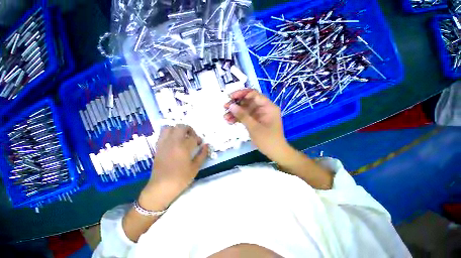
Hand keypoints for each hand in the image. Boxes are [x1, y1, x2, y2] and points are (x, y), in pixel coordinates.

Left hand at [140, 125, 208, 209]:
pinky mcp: (157, 147)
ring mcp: (163, 144)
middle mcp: (173, 142)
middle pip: (181, 127)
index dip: (198, 139)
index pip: (193, 137)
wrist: (161, 188)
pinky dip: (169, 134)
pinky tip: (174, 141)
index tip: (200, 143)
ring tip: (182, 136)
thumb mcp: (195, 168)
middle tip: (192, 137)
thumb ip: (202, 154)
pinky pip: (162, 134)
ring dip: (177, 129)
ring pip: (169, 127)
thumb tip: (206, 145)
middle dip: (189, 130)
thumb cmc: (180, 178)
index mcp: (183, 147)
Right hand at [224, 89, 290, 161]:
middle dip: (236, 104)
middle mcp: (263, 108)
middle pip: (248, 101)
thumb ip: (242, 115)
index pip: (254, 94)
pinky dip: (238, 118)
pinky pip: (245, 116)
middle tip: (225, 107)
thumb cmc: (268, 140)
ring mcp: (259, 115)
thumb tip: (231, 105)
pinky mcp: (255, 121)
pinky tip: (229, 121)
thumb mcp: (254, 127)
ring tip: (225, 117)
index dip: (242, 94)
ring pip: (245, 109)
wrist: (275, 152)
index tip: (230, 97)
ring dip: (235, 112)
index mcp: (268, 107)